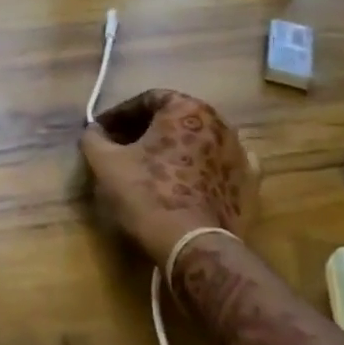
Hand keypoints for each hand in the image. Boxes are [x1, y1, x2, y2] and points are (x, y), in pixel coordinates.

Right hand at [80, 89, 256, 265]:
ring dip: (175, 148)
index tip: (102, 130)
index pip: (147, 99)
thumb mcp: (105, 163)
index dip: (120, 114)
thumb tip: (94, 130)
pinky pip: (220, 166)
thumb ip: (94, 138)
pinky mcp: (249, 184)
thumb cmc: (146, 194)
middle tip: (123, 147)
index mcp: (186, 109)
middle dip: (147, 130)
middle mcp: (219, 123)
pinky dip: (203, 168)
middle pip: (175, 118)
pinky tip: (189, 180)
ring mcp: (239, 153)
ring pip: (199, 141)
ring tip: (153, 167)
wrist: (192, 245)